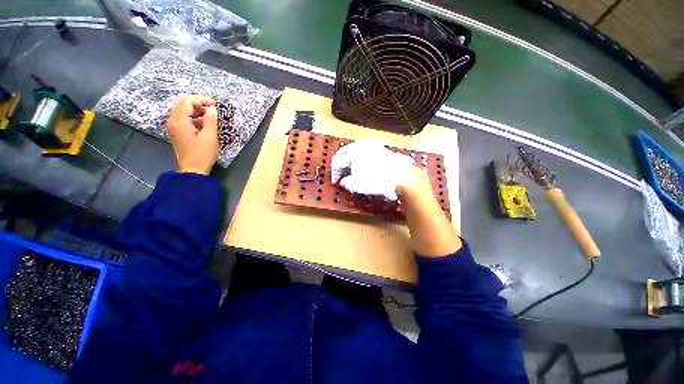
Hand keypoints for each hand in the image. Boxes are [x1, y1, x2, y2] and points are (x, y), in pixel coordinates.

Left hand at [167, 95, 218, 175]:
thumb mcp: (210, 137)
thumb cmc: (202, 154)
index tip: (215, 105)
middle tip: (212, 107)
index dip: (202, 100)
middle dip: (197, 102)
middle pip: (182, 103)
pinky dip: (193, 116)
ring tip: (210, 114)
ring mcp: (173, 127)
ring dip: (195, 109)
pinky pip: (183, 118)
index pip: (187, 101)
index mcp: (179, 121)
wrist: (192, 170)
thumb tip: (212, 109)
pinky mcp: (177, 132)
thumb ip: (211, 120)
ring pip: (182, 110)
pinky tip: (204, 122)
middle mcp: (172, 121)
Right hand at [331, 140, 416, 200]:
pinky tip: (365, 171)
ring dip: (353, 165)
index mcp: (352, 150)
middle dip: (343, 167)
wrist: (402, 176)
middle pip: (347, 155)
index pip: (337, 160)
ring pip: (357, 154)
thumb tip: (344, 181)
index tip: (335, 182)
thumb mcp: (356, 184)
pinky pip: (367, 155)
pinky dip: (363, 163)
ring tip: (353, 175)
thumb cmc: (376, 180)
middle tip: (342, 177)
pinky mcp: (383, 150)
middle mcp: (362, 145)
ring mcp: (374, 146)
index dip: (334, 172)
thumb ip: (346, 182)